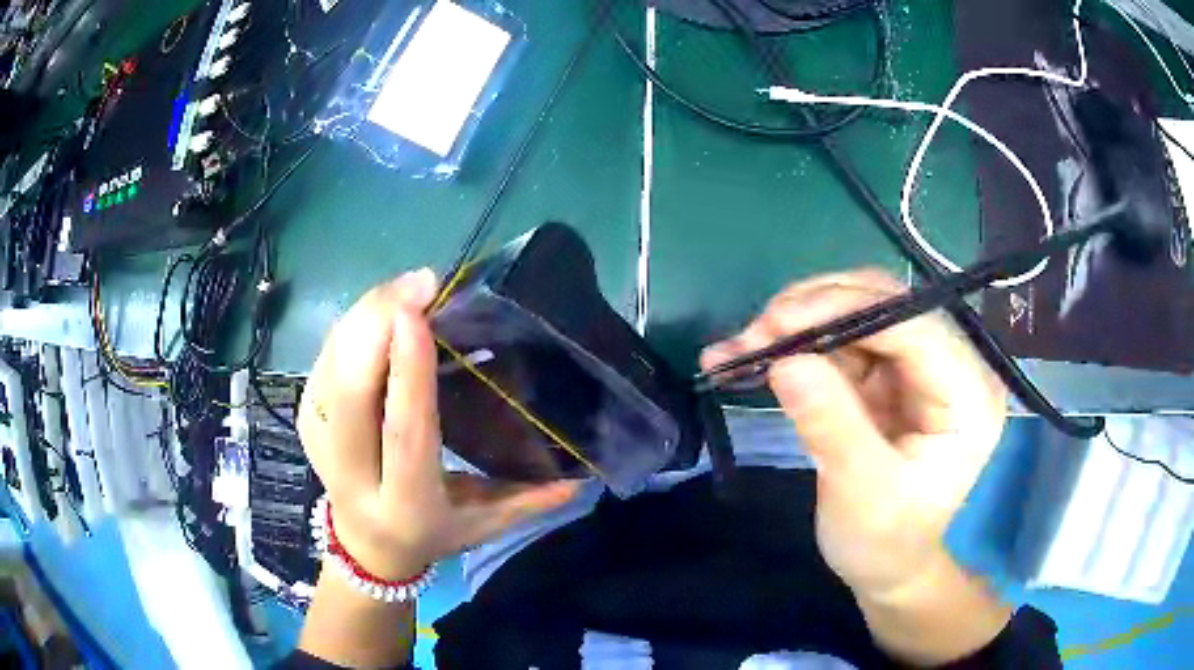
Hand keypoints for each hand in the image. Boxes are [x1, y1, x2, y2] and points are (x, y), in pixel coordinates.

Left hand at [298, 269, 579, 580]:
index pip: (403, 432)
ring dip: (366, 316)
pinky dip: (353, 325)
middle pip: (351, 391)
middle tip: (421, 283)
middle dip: (378, 325)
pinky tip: (384, 307)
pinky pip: (325, 358)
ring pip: (332, 365)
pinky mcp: (306, 418)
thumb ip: (528, 503)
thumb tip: (582, 476)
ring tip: (409, 286)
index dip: (408, 373)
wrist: (366, 546)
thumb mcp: (483, 525)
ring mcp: (320, 442)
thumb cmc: (432, 534)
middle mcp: (353, 472)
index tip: (418, 315)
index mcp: (404, 500)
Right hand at [701, 269, 1006, 601]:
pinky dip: (798, 342)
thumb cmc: (886, 540)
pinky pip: (842, 337)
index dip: (846, 311)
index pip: (914, 326)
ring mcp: (920, 364)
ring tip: (746, 345)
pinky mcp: (890, 371)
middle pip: (886, 304)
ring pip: (859, 310)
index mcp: (969, 395)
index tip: (776, 323)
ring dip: (800, 321)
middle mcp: (953, 365)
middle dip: (816, 311)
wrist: (887, 564)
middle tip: (754, 334)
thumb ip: (831, 426)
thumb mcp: (860, 493)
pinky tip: (755, 353)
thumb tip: (786, 361)